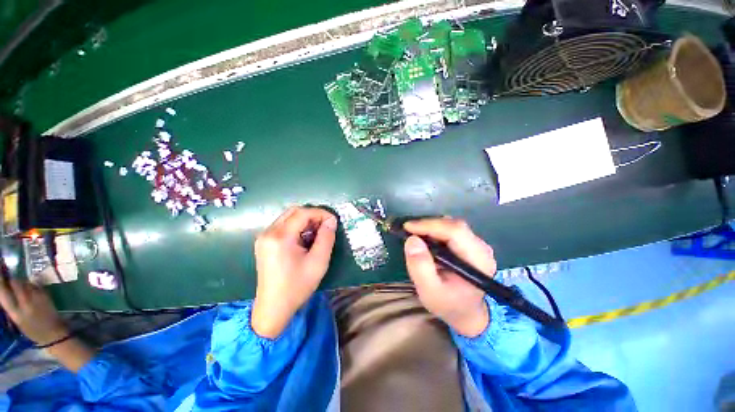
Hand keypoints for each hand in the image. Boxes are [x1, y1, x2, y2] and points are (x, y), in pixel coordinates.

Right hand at [0, 279, 68, 344]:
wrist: (53, 333)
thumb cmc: (32, 330)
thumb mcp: (16, 320)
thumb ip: (10, 305)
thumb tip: (5, 291)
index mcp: (15, 312)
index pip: (3, 293)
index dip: (0, 282)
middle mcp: (24, 302)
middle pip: (15, 283)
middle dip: (11, 280)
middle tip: (10, 283)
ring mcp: (36, 296)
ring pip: (25, 282)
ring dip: (21, 283)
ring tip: (22, 290)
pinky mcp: (45, 294)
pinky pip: (34, 285)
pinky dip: (31, 286)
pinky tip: (31, 292)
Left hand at [252, 206, 337, 338]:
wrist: (273, 308)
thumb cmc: (297, 286)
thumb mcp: (318, 262)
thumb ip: (326, 238)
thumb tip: (331, 221)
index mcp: (280, 237)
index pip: (302, 213)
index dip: (320, 213)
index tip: (333, 221)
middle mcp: (268, 233)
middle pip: (293, 212)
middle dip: (313, 215)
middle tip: (326, 226)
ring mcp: (264, 237)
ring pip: (288, 218)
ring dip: (305, 221)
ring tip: (318, 233)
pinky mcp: (264, 243)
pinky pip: (283, 226)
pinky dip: (297, 227)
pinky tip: (305, 239)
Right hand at [403, 218, 496, 336]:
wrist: (466, 313)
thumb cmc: (448, 304)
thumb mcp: (430, 291)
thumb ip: (420, 267)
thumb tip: (412, 240)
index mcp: (478, 260)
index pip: (455, 232)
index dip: (430, 225)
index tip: (408, 227)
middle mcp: (482, 248)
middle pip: (454, 225)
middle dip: (428, 225)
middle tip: (408, 230)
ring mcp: (477, 245)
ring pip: (452, 225)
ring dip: (431, 227)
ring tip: (415, 234)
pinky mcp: (470, 244)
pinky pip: (451, 229)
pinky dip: (435, 230)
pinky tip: (425, 238)